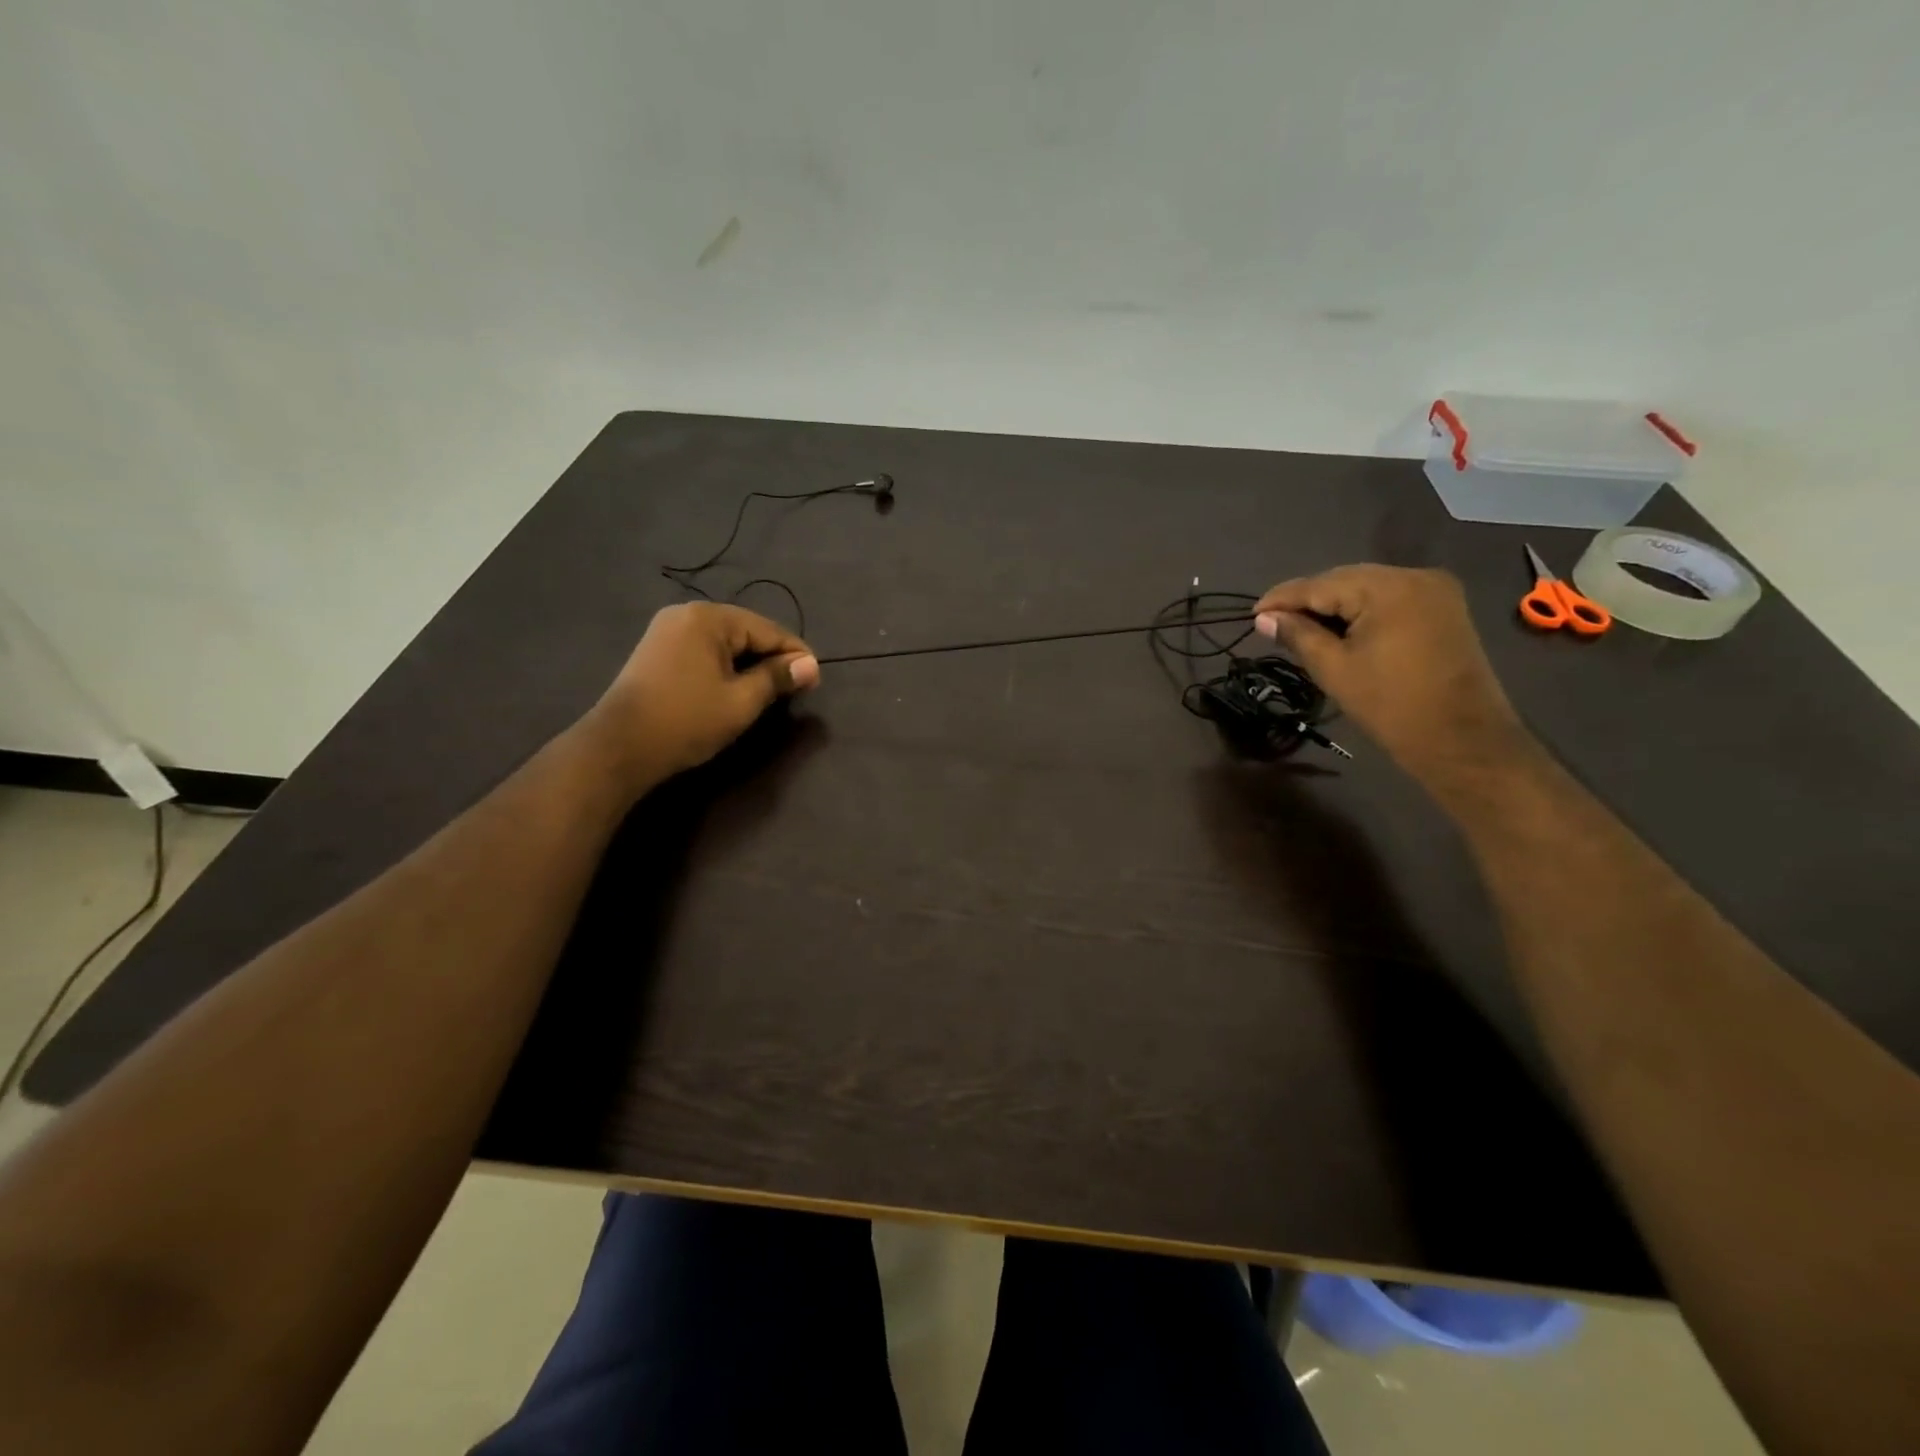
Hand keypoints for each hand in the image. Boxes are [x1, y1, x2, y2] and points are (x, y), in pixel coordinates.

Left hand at [581, 602, 819, 787]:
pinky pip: (704, 651)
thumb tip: (811, 665)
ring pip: (724, 643)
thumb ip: (777, 678)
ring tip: (770, 689)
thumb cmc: (686, 721)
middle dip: (772, 658)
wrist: (619, 747)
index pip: (767, 630)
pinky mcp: (656, 651)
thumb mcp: (741, 701)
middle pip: (745, 631)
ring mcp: (666, 631)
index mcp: (708, 618)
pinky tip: (736, 686)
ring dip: (749, 663)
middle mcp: (686, 614)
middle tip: (796, 687)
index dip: (795, 654)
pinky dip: (725, 666)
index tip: (816, 678)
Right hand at [1253, 565, 1534, 787]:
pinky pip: (1389, 599)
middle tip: (1273, 623)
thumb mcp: (1334, 669)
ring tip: (1301, 628)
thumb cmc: (1391, 706)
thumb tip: (1264, 618)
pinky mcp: (1443, 608)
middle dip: (1308, 600)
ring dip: (1333, 606)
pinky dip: (1360, 611)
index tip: (1252, 614)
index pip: (1320, 584)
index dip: (1282, 598)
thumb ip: (1298, 635)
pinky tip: (1338, 629)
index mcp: (1388, 588)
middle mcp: (1414, 576)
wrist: (1462, 739)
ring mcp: (1434, 590)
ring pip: (1367, 588)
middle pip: (1345, 580)